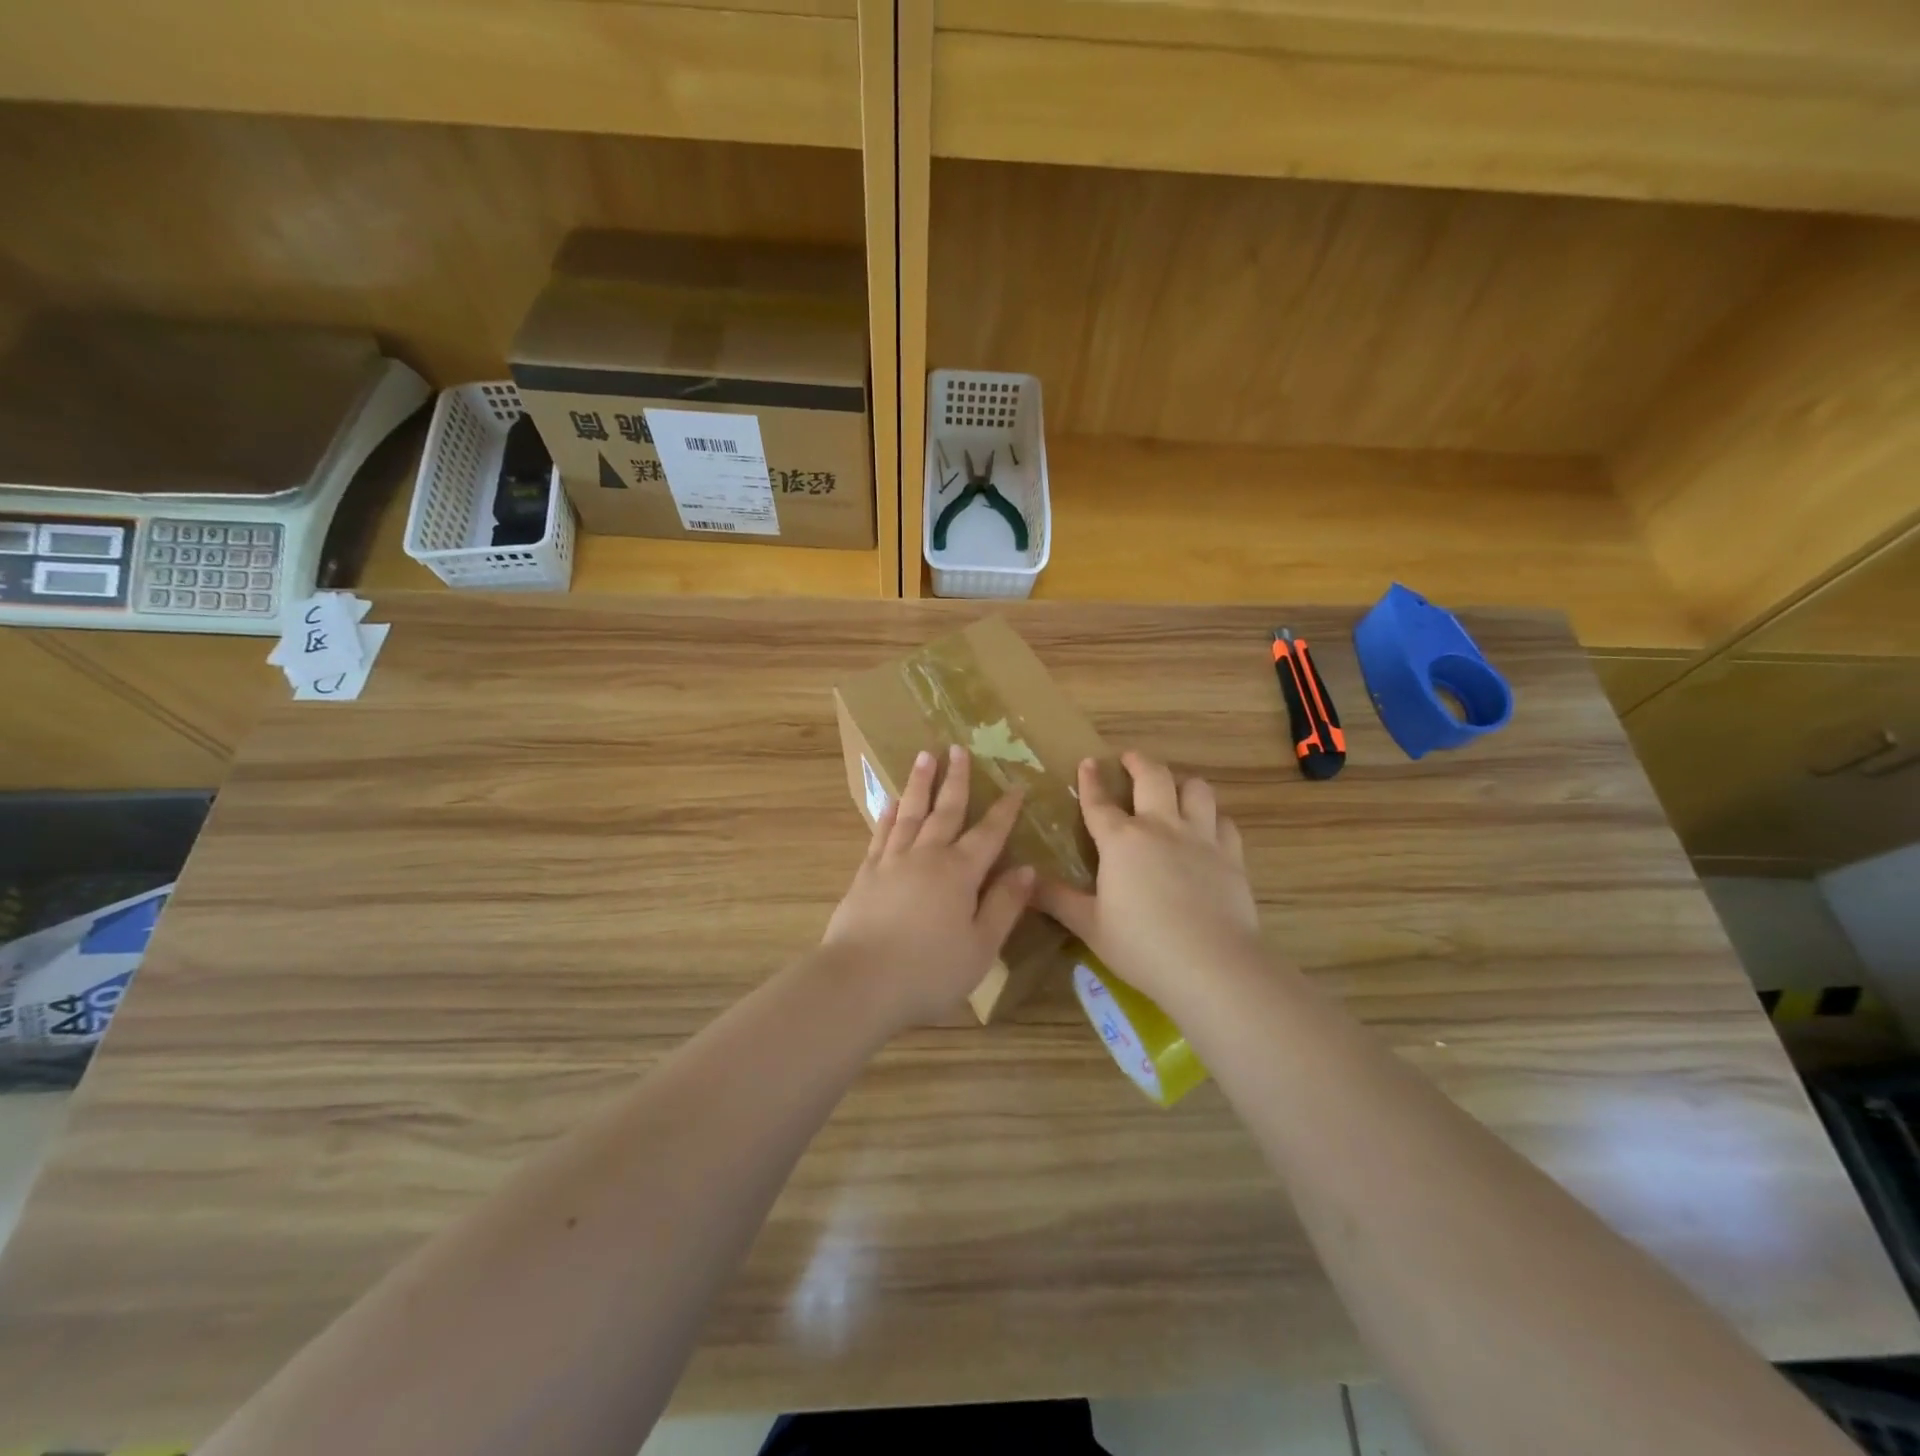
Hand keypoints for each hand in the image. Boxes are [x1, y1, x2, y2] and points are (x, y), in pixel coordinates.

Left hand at [822, 745, 1033, 1030]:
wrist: (860, 981)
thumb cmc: (929, 971)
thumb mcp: (981, 946)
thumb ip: (1004, 905)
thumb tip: (1027, 869)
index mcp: (960, 873)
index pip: (989, 833)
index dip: (1004, 810)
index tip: (1016, 785)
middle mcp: (926, 856)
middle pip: (945, 811)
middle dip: (955, 779)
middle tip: (958, 748)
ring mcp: (891, 862)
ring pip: (909, 813)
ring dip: (919, 784)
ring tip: (924, 757)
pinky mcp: (865, 875)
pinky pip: (880, 834)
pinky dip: (887, 815)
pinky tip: (890, 803)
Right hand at [1036, 751, 1260, 1011]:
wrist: (1211, 965)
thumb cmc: (1141, 946)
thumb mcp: (1089, 925)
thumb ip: (1057, 900)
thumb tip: (1025, 882)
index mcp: (1121, 841)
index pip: (1099, 802)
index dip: (1090, 780)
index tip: (1088, 762)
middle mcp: (1161, 827)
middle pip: (1152, 778)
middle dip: (1138, 762)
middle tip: (1130, 759)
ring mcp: (1200, 838)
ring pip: (1196, 790)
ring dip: (1182, 783)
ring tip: (1175, 788)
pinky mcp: (1231, 856)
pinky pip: (1224, 822)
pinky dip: (1214, 819)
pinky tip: (1210, 829)